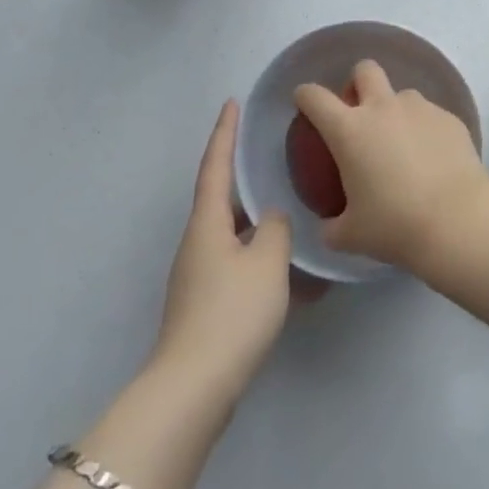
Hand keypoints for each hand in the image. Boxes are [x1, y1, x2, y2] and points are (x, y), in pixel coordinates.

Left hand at [154, 102, 296, 401]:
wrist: (195, 386)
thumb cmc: (232, 312)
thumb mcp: (267, 262)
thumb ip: (276, 229)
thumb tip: (272, 218)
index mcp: (207, 222)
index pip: (216, 165)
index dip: (224, 132)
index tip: (231, 102)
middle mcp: (198, 242)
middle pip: (223, 199)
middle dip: (245, 179)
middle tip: (273, 158)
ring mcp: (199, 275)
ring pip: (235, 236)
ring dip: (260, 226)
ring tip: (293, 217)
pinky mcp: (206, 304)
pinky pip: (239, 267)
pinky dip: (262, 262)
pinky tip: (291, 276)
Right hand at [293, 60, 488, 272]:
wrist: (458, 222)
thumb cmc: (395, 226)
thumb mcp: (351, 236)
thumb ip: (331, 227)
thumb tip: (328, 226)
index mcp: (349, 130)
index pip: (314, 96)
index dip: (305, 96)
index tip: (304, 103)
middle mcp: (382, 108)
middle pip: (364, 70)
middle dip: (357, 83)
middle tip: (360, 114)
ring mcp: (419, 109)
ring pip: (401, 94)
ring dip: (395, 111)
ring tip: (402, 146)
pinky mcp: (449, 118)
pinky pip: (430, 115)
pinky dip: (425, 131)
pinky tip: (432, 160)